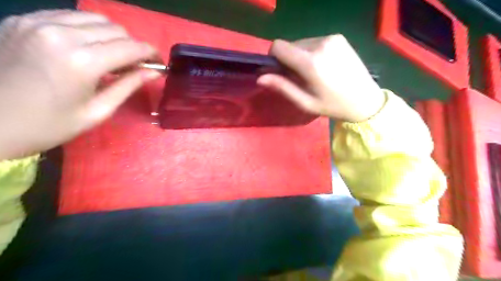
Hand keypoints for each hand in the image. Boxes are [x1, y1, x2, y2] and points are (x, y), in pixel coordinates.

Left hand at [0, 10, 160, 159]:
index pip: (131, 47)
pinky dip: (88, 29)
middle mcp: (62, 34)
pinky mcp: (23, 19)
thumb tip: (153, 72)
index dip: (151, 53)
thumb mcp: (98, 111)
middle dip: (133, 47)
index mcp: (83, 62)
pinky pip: (70, 16)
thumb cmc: (50, 125)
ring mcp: (38, 22)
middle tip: (134, 66)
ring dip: (112, 36)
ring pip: (95, 18)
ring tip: (112, 56)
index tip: (159, 63)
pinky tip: (87, 47)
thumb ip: (128, 86)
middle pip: (116, 29)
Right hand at [258, 34, 384, 120]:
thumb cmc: (332, 105)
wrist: (365, 100)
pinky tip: (324, 66)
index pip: (279, 46)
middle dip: (289, 59)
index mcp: (311, 62)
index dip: (273, 57)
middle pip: (290, 45)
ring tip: (314, 73)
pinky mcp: (339, 37)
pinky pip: (315, 41)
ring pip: (302, 43)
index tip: (279, 70)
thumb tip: (260, 78)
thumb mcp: (305, 102)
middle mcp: (320, 44)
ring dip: (301, 56)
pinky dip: (313, 52)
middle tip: (300, 77)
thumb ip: (283, 87)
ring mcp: (331, 38)